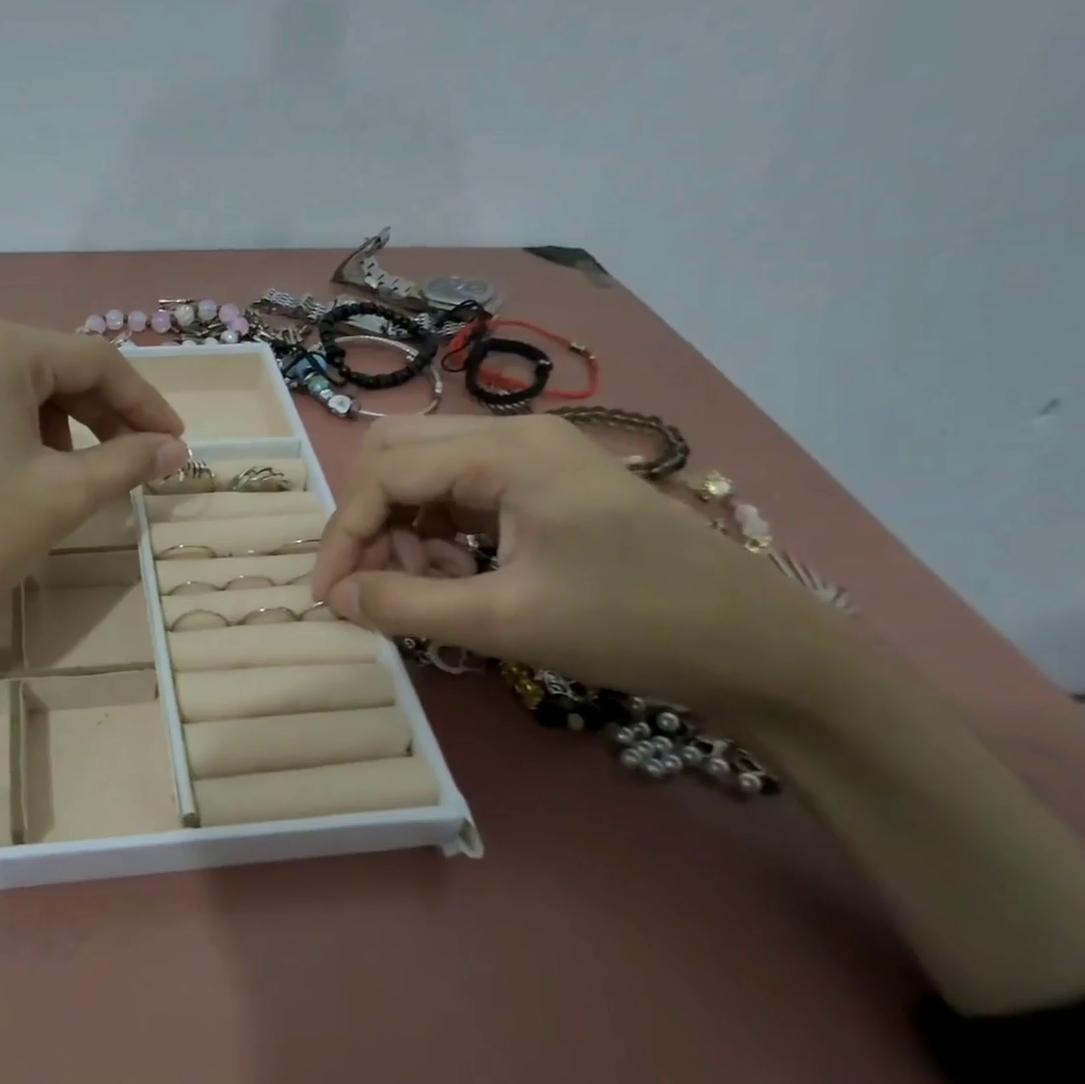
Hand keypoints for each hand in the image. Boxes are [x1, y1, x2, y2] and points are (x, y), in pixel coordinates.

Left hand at [0, 318, 186, 687]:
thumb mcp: (63, 497)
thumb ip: (129, 462)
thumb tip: (177, 450)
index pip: (94, 360)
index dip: (145, 403)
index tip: (176, 443)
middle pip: (49, 367)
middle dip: (100, 415)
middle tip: (134, 462)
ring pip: (10, 387)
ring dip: (57, 424)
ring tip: (74, 477)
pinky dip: (12, 431)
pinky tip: (20, 474)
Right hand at [311, 415, 858, 722]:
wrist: (756, 646)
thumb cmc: (631, 626)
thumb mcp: (503, 621)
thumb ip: (404, 603)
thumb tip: (335, 596)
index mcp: (505, 452)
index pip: (384, 473)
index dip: (343, 534)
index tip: (328, 596)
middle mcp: (512, 436)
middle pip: (396, 455)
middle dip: (369, 521)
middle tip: (376, 582)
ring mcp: (531, 457)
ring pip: (424, 473)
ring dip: (401, 528)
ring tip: (424, 587)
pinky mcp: (542, 484)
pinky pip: (458, 493)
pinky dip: (436, 533)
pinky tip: (457, 576)